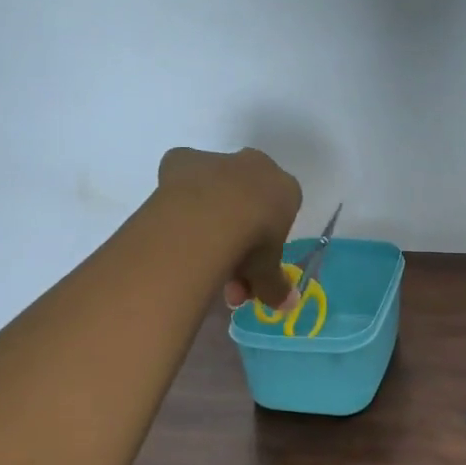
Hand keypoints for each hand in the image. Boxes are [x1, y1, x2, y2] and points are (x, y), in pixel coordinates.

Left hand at [156, 146, 302, 310]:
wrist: (209, 218)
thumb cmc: (252, 242)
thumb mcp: (266, 272)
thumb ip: (274, 285)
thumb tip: (288, 305)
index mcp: (285, 188)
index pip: (281, 213)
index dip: (267, 242)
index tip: (254, 267)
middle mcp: (255, 166)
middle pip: (247, 202)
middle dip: (237, 238)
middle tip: (225, 275)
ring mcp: (218, 160)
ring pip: (216, 194)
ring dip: (209, 224)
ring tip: (197, 262)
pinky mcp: (182, 159)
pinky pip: (185, 184)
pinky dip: (182, 204)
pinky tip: (177, 231)